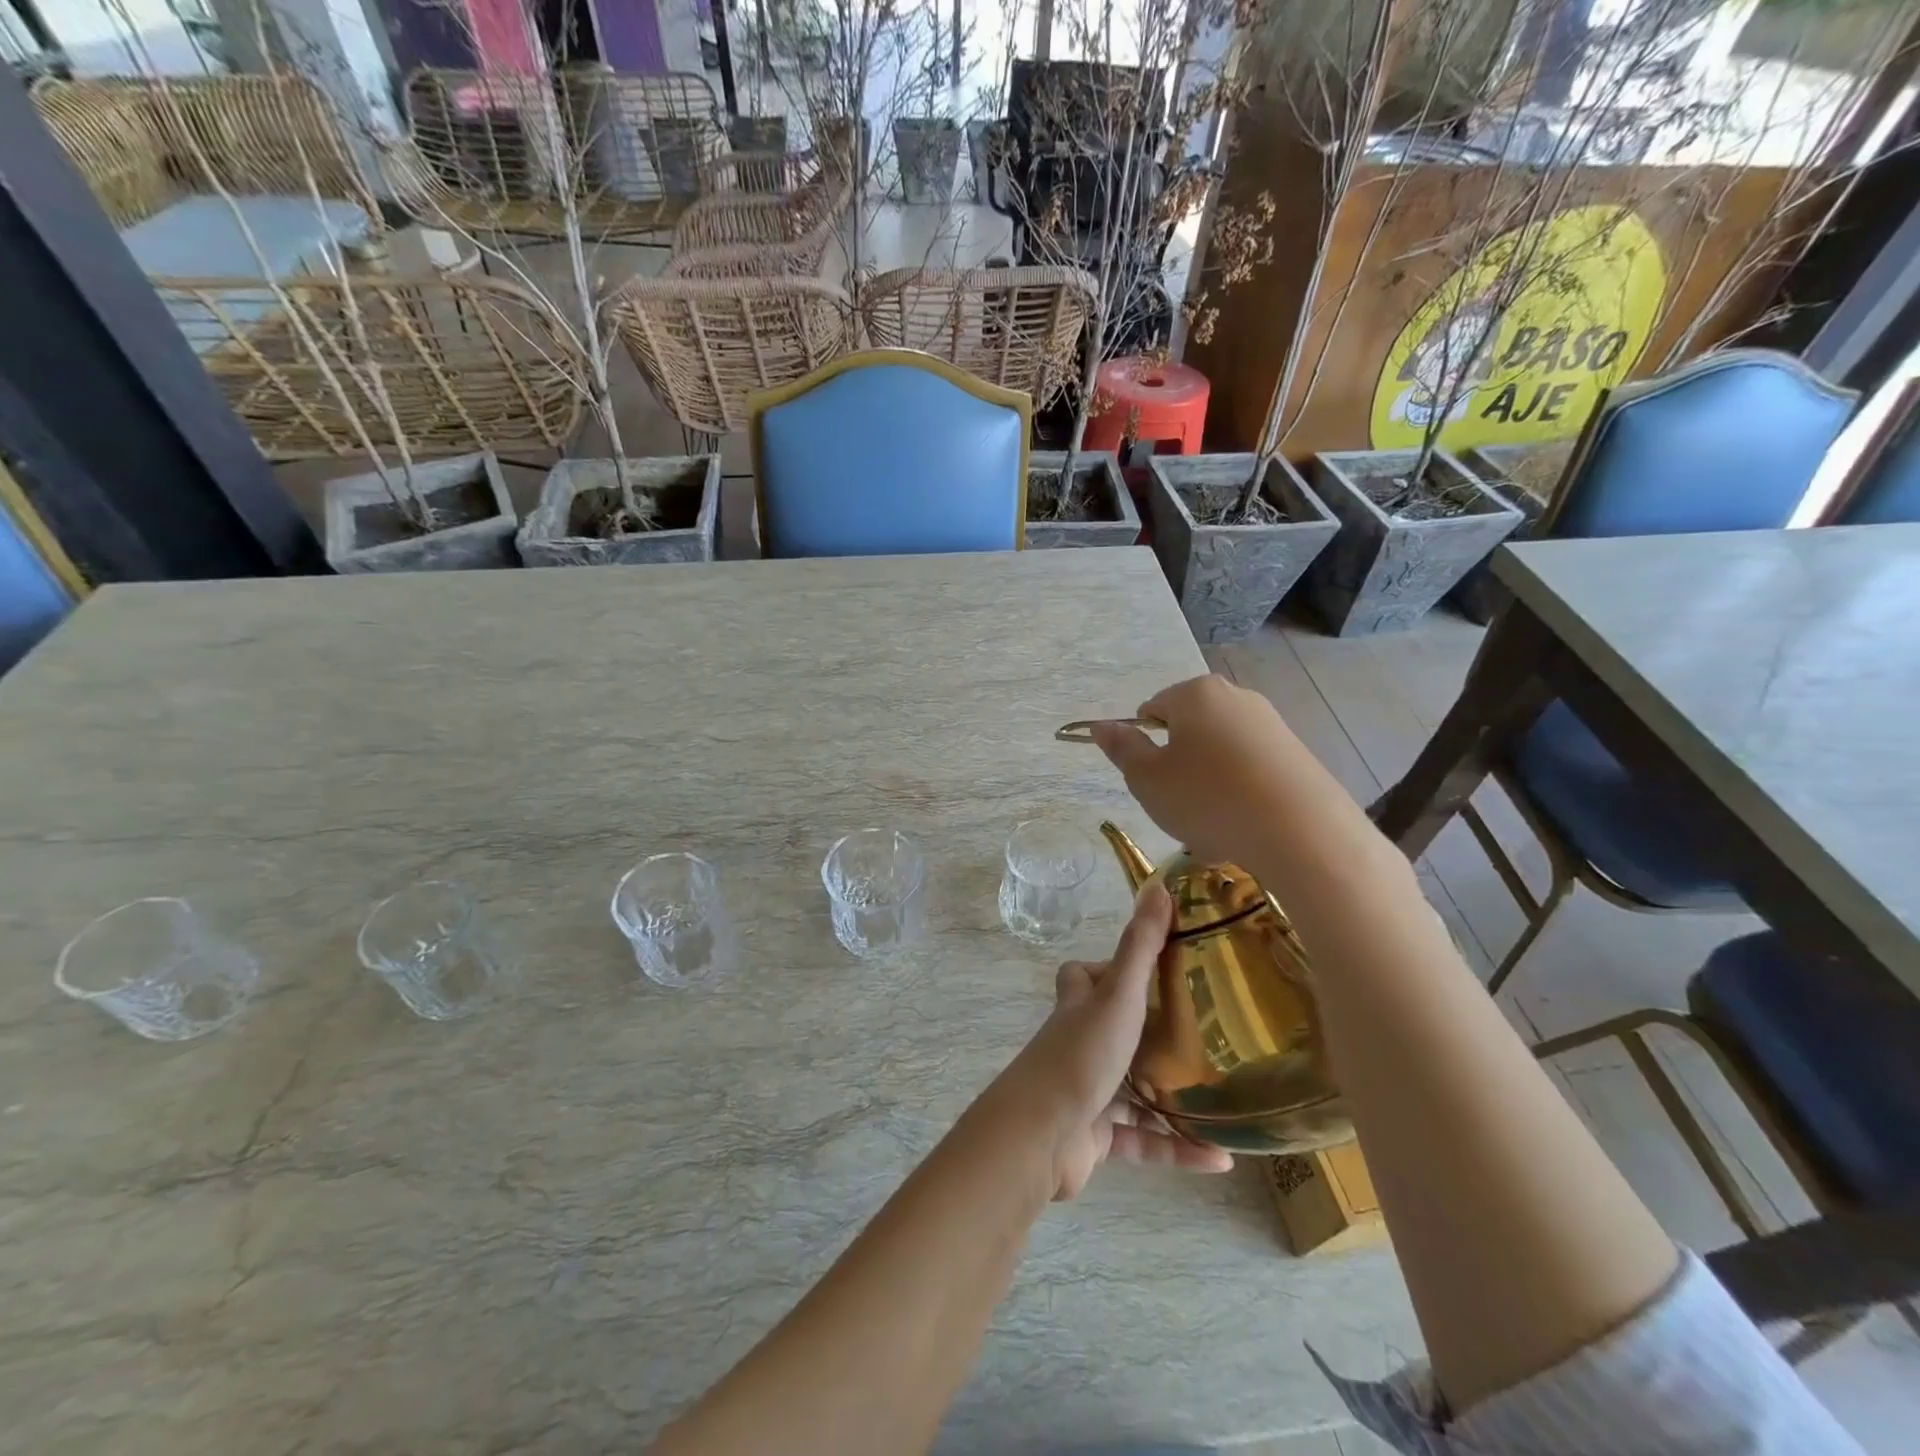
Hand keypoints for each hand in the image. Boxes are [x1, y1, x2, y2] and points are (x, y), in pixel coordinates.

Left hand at [1005, 884, 1232, 1199]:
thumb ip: (1139, 947)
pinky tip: (1220, 1158)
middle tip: (1206, 1036)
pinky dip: (1178, 1148)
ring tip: (1223, 1096)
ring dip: (1174, 1097)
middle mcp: (1079, 1044)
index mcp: (1079, 1007)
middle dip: (1154, 1034)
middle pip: (1114, 1031)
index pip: (1083, 975)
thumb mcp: (1117, 996)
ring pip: (1134, 1089)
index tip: (1156, 971)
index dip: (1109, 969)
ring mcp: (1086, 1091)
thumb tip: (1159, 886)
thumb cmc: (1080, 1056)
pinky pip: (1143, 1141)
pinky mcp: (1096, 1137)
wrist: (1040, 1136)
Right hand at [1088, 674, 1315, 868]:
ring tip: (1213, 823)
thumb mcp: (1147, 779)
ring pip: (1219, 752)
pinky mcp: (1296, 753)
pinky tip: (1243, 825)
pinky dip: (1239, 792)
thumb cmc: (1208, 799)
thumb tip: (1101, 726)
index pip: (1151, 710)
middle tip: (1178, 804)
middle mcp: (1235, 696)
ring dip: (1207, 782)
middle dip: (1178, 763)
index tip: (1153, 781)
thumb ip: (1121, 749)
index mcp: (1194, 693)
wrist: (1301, 832)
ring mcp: (1270, 724)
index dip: (1144, 746)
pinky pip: (1250, 769)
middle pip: (1188, 728)